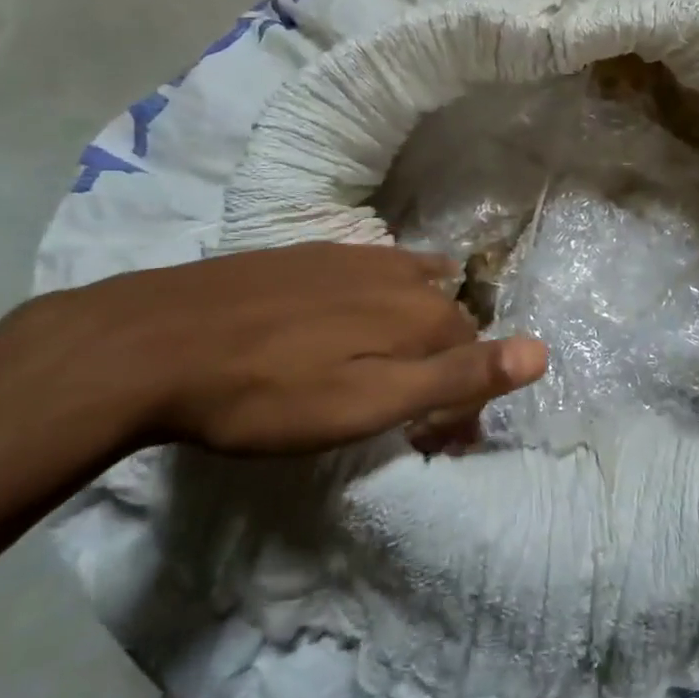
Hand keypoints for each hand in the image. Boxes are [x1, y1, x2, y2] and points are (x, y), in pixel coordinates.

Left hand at [8, 243, 546, 455]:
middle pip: (446, 319)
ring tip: (407, 359)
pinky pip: (374, 270)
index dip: (468, 400)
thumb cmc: (269, 392)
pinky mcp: (310, 255)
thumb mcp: (369, 403)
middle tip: (421, 413)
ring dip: (422, 326)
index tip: (446, 442)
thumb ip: (457, 376)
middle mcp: (398, 275)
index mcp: (418, 312)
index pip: (473, 354)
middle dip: (449, 363)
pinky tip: (373, 299)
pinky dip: (389, 292)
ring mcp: (352, 258)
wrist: (157, 341)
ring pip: (413, 289)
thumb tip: (541, 352)